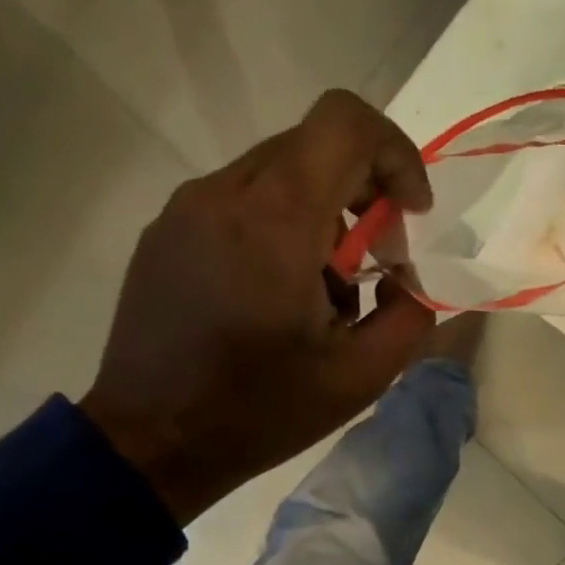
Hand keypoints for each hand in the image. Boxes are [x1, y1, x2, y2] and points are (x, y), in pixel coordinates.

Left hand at [79, 91, 435, 524]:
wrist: (153, 442)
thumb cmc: (262, 410)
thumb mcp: (362, 375)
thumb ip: (410, 313)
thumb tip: (407, 277)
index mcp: (276, 219)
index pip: (346, 123)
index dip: (396, 154)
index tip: (411, 213)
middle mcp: (224, 193)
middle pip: (315, 147)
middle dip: (364, 195)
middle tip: (374, 267)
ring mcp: (186, 208)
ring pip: (278, 173)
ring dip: (322, 217)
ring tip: (323, 295)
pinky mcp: (166, 231)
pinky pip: (241, 201)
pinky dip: (280, 227)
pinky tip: (276, 297)